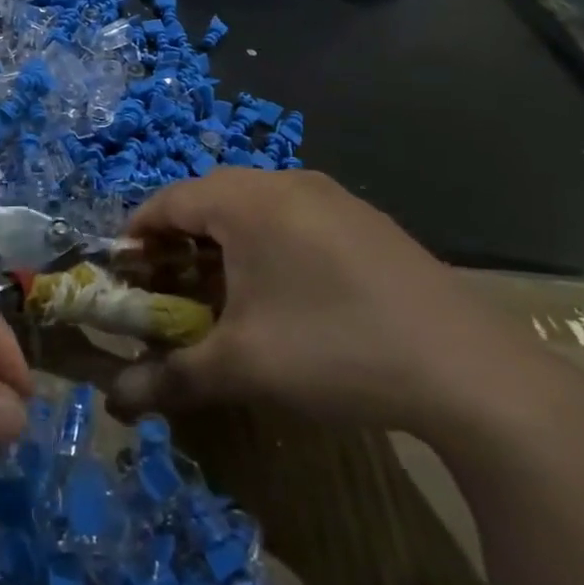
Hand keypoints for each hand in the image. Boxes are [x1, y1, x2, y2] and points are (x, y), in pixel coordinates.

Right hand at [108, 170, 569, 441]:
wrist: (470, 371)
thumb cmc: (333, 349)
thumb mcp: (242, 368)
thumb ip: (170, 377)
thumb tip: (113, 402)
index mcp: (246, 200)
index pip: (167, 201)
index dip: (136, 235)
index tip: (122, 274)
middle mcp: (284, 182)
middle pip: (208, 199)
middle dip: (178, 242)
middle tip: (167, 289)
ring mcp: (331, 197)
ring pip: (252, 207)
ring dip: (223, 244)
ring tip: (221, 295)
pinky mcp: (364, 219)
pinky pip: (292, 217)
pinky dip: (267, 245)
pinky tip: (283, 295)